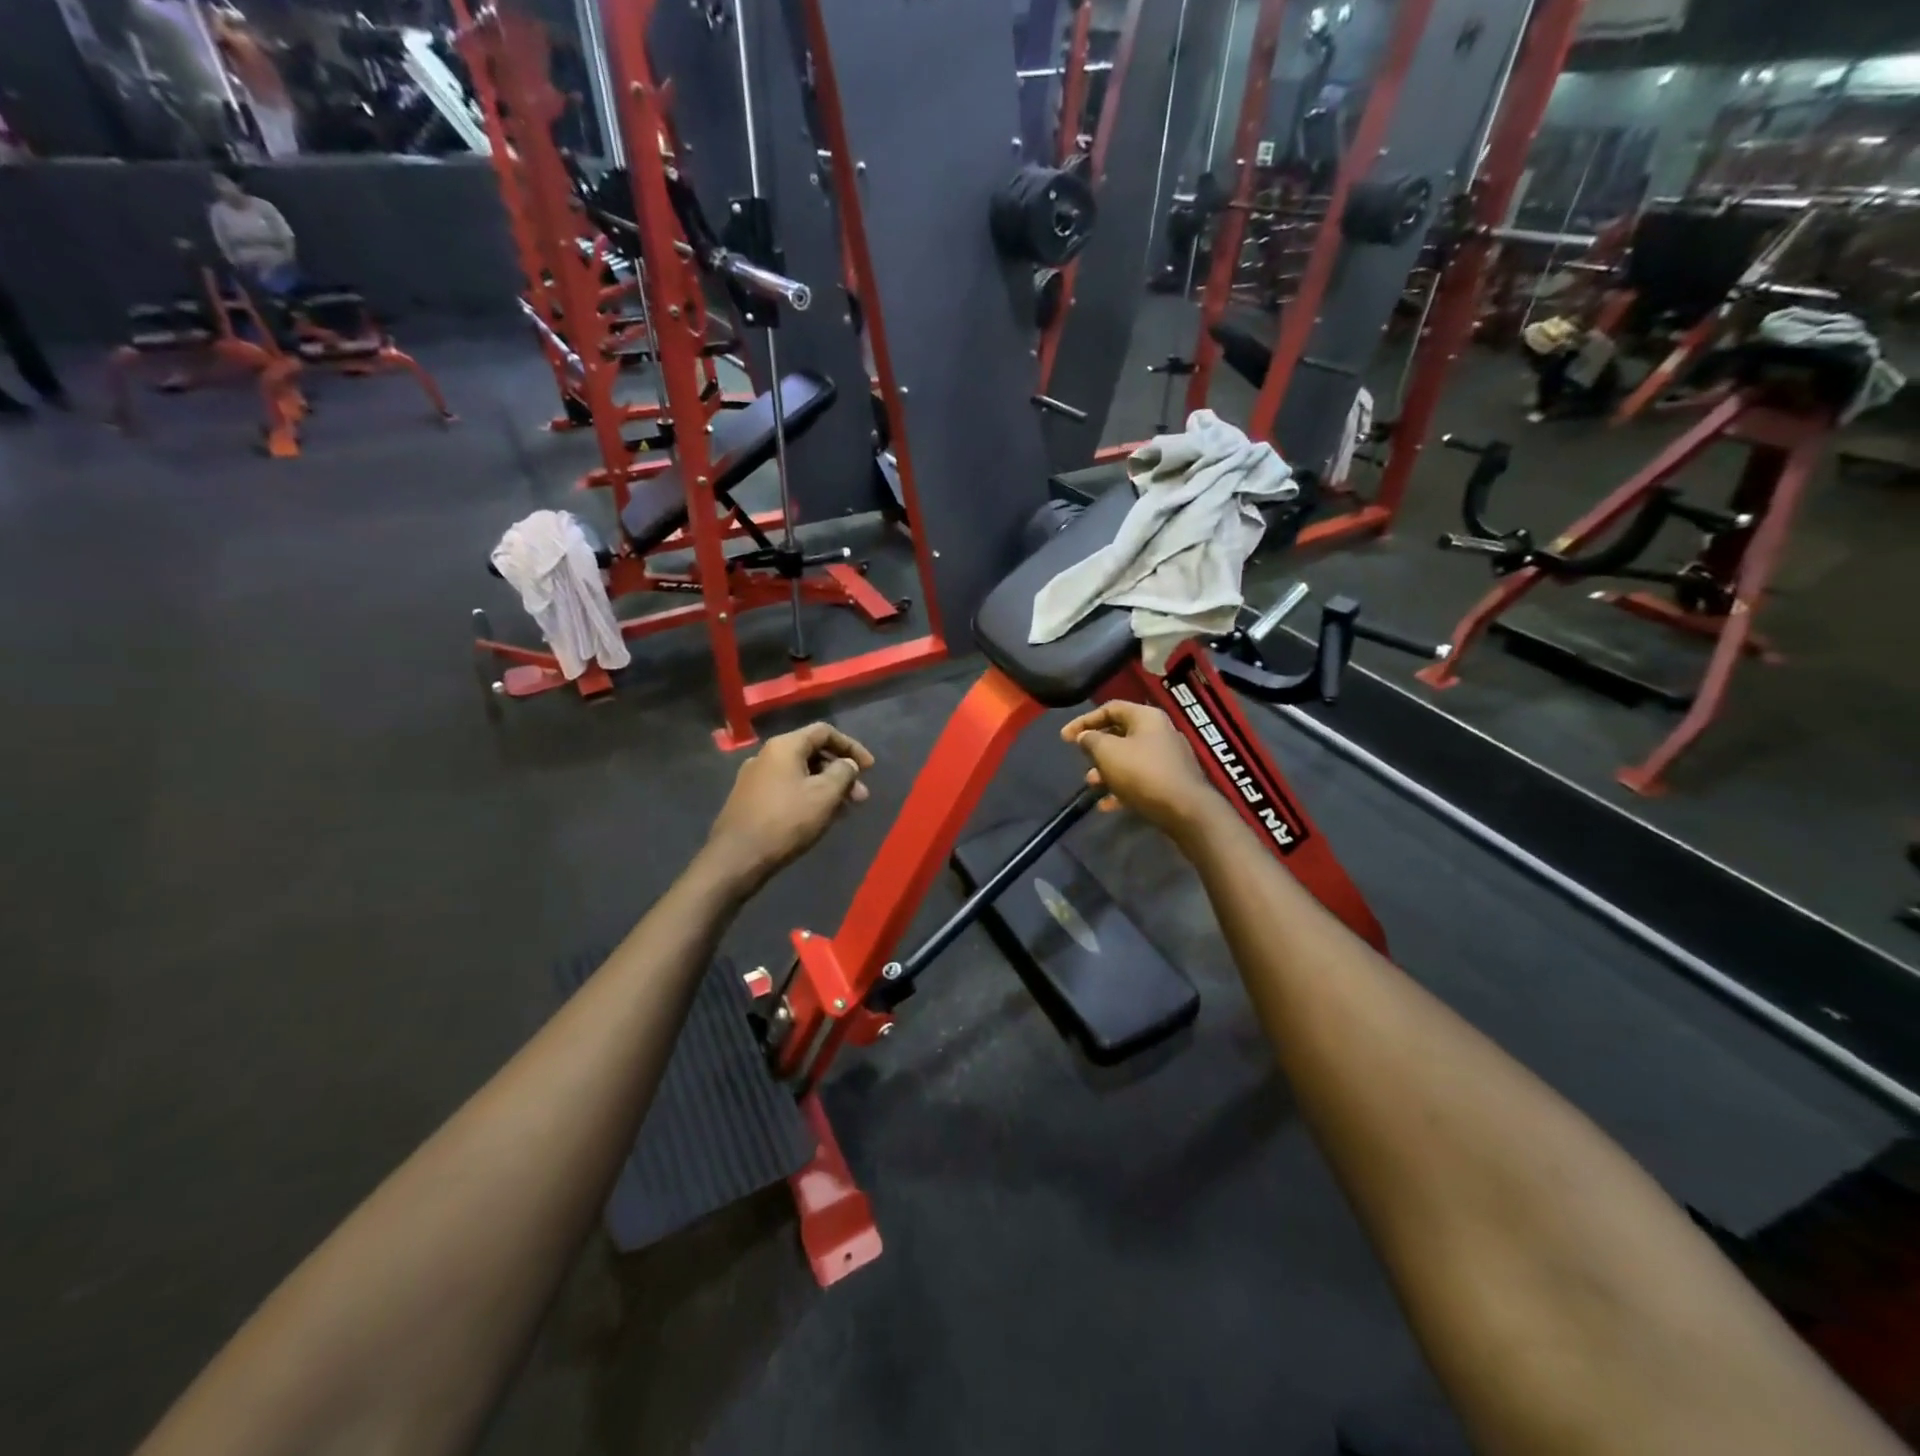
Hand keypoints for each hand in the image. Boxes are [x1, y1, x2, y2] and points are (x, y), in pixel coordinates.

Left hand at [703, 723, 874, 892]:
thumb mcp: (824, 795)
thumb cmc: (786, 821)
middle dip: (841, 772)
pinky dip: (809, 796)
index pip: (824, 732)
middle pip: (813, 753)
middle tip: (860, 797)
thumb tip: (847, 764)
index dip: (851, 747)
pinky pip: (788, 789)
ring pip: (801, 774)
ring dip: (827, 787)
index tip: (869, 768)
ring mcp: (755, 778)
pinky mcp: (751, 800)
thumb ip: (843, 773)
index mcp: (784, 746)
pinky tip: (821, 817)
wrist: (737, 857)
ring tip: (845, 811)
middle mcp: (767, 755)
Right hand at [1061, 701, 1215, 840]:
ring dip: (1107, 770)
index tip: (1064, 738)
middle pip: (1120, 734)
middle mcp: (1160, 733)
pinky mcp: (1171, 782)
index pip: (1110, 708)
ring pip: (1129, 759)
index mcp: (1146, 717)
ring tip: (1091, 784)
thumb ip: (1091, 740)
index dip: (1084, 720)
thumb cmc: (1143, 773)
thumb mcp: (1107, 752)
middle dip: (1096, 748)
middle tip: (1081, 760)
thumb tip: (1086, 736)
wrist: (1186, 810)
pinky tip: (1107, 805)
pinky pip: (1140, 780)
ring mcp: (1168, 758)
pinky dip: (1122, 788)